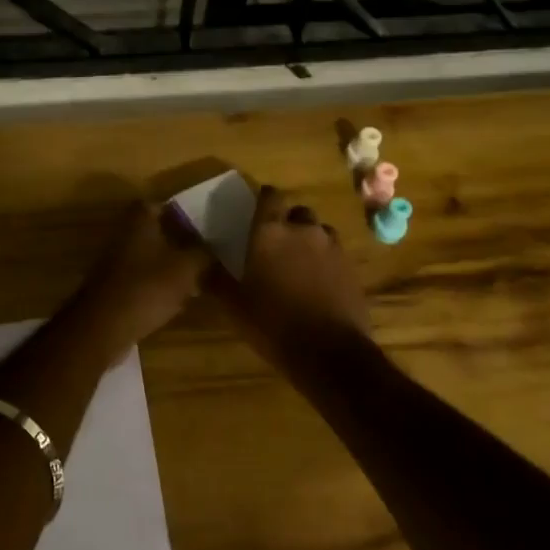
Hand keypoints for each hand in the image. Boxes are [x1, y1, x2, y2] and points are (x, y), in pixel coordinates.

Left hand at [65, 201, 213, 360]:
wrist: (104, 326)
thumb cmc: (147, 287)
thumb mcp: (186, 268)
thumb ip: (202, 253)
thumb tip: (212, 246)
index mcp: (139, 221)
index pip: (158, 205)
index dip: (178, 212)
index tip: (199, 224)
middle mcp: (124, 236)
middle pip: (154, 232)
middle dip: (178, 242)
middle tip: (202, 253)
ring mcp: (115, 263)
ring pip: (149, 258)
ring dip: (170, 266)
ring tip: (197, 280)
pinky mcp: (114, 288)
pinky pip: (141, 280)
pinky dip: (158, 286)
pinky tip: (177, 301)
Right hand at [220, 185, 372, 367]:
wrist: (330, 354)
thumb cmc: (273, 323)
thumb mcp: (234, 305)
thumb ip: (215, 278)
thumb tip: (198, 261)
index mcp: (270, 232)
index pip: (270, 196)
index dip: (264, 199)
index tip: (257, 210)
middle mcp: (304, 230)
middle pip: (298, 212)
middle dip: (288, 222)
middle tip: (276, 243)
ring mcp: (332, 248)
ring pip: (320, 232)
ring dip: (309, 240)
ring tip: (298, 263)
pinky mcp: (352, 269)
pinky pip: (335, 254)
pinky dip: (326, 261)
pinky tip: (317, 283)